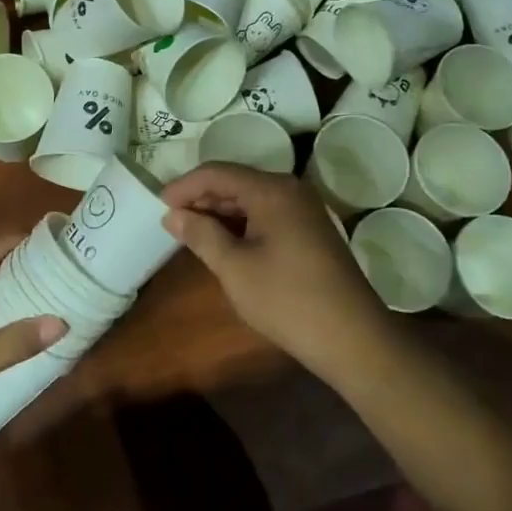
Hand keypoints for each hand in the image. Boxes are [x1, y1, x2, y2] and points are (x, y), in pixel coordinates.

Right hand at [160, 164, 388, 380]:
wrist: (353, 338)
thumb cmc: (287, 299)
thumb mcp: (234, 267)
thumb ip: (200, 234)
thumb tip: (173, 215)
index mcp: (272, 190)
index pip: (217, 172)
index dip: (184, 186)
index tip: (158, 205)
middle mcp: (290, 189)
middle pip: (236, 181)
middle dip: (202, 198)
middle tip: (172, 221)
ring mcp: (305, 210)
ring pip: (252, 199)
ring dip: (221, 212)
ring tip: (192, 233)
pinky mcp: (311, 231)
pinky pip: (268, 214)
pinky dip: (242, 224)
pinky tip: (225, 243)